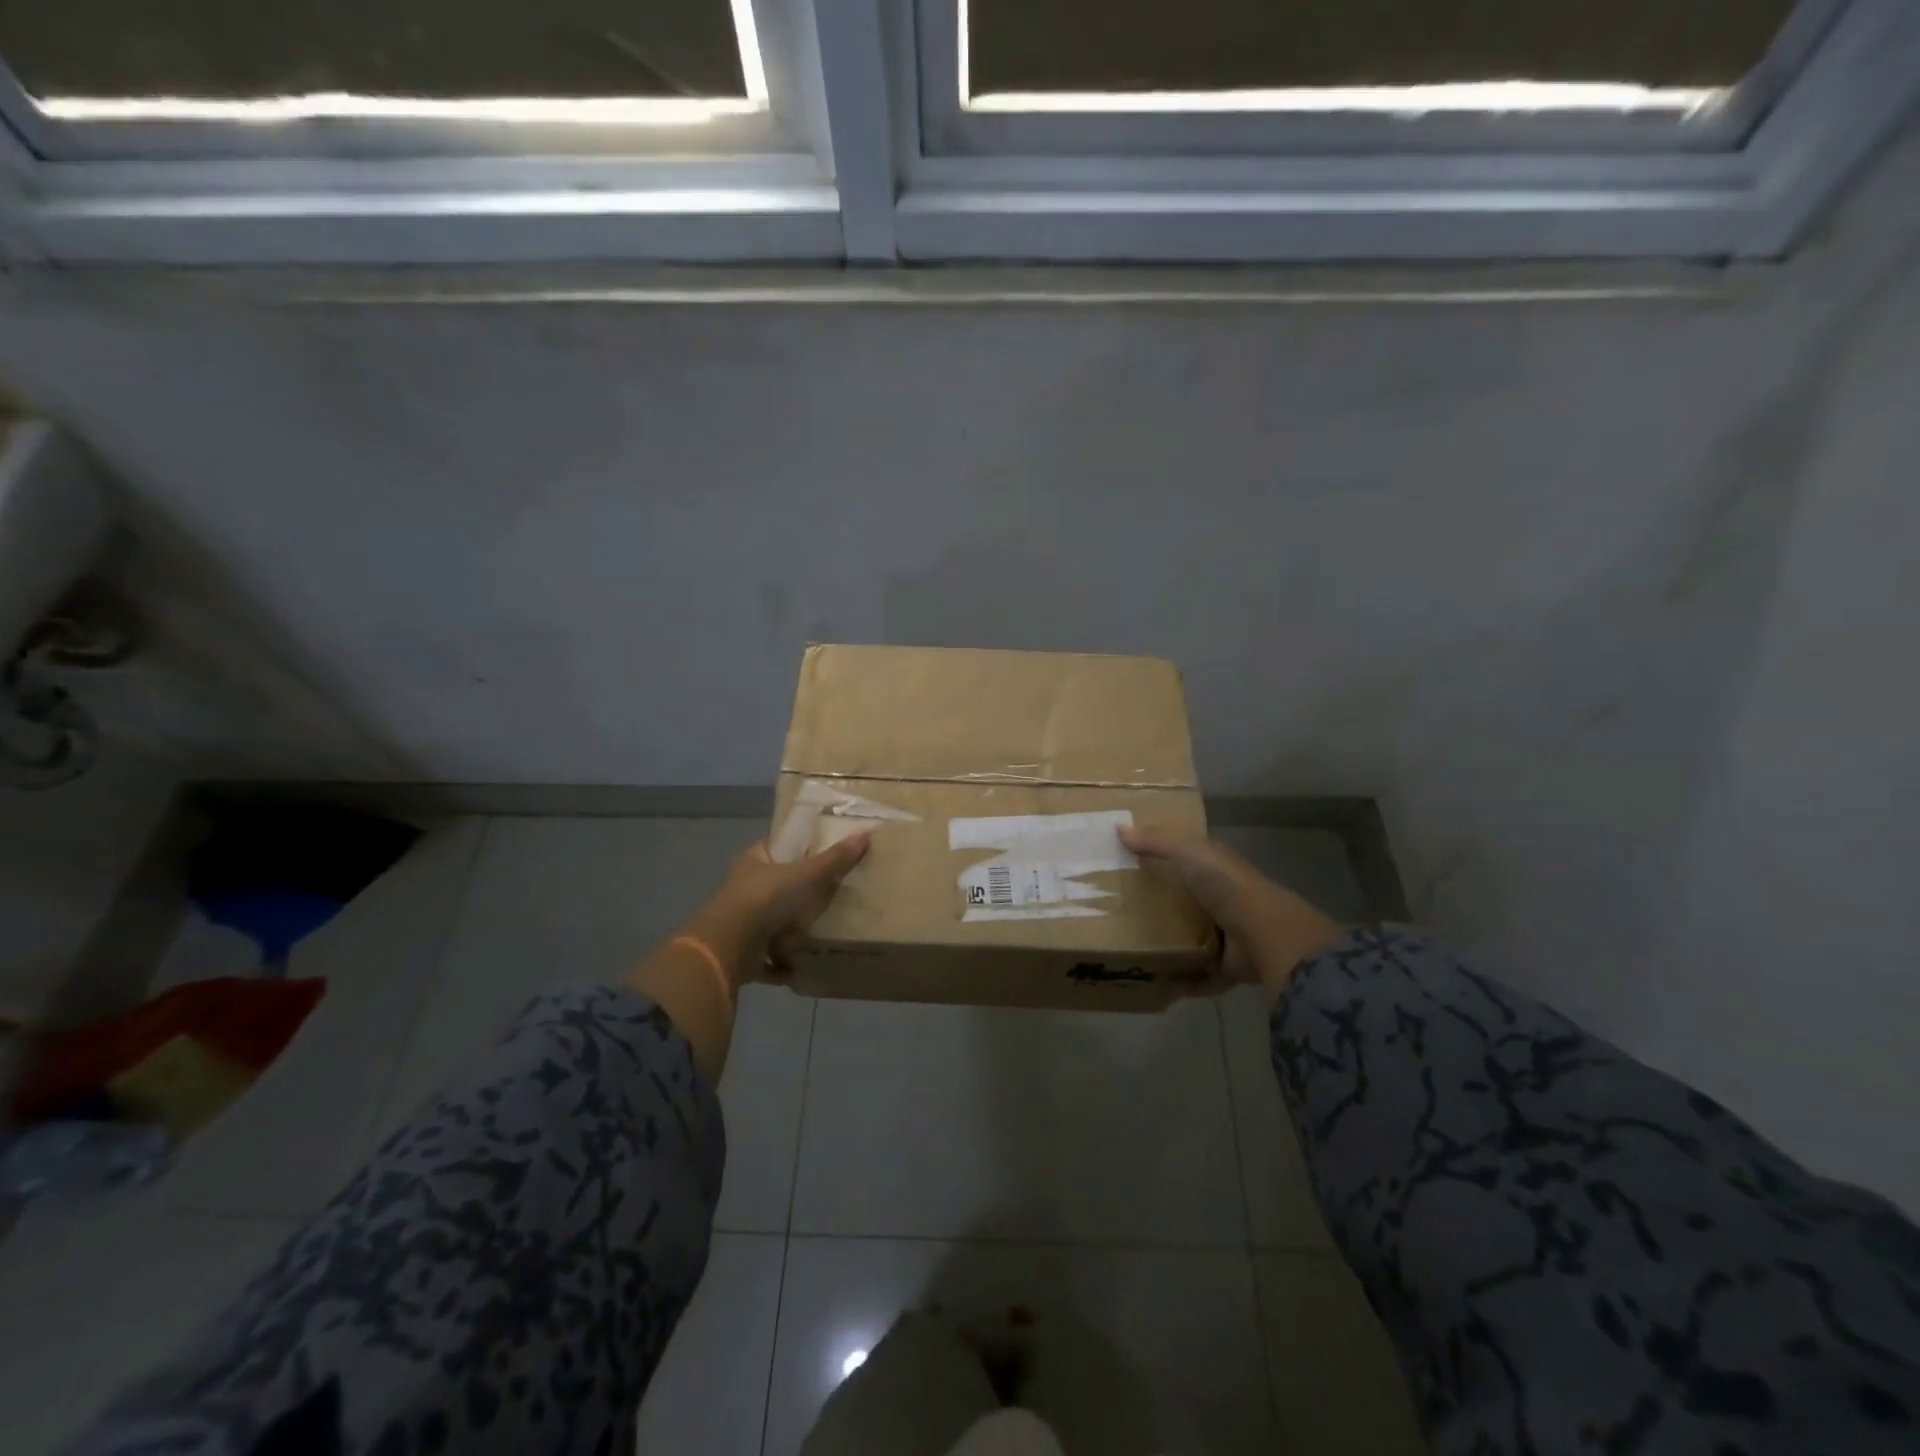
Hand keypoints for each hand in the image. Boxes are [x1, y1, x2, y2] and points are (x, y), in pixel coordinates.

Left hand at [684, 834, 872, 987]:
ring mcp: (740, 922)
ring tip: (821, 931)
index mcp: (754, 861)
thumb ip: (835, 859)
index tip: (822, 853)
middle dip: (798, 892)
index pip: (777, 847)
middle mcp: (744, 888)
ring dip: (790, 930)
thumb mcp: (806, 875)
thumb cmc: (765, 900)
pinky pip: (768, 957)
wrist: (726, 948)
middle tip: (831, 894)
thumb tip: (866, 832)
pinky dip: (783, 963)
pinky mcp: (742, 953)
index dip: (797, 848)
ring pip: (771, 921)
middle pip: (776, 885)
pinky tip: (803, 966)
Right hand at [1119, 828, 1344, 996]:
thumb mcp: (1188, 852)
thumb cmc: (1226, 885)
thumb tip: (1119, 828)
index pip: (1188, 860)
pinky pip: (1199, 975)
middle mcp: (1224, 901)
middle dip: (1160, 906)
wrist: (1265, 934)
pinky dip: (1182, 981)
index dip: (1164, 859)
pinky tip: (1156, 981)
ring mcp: (1228, 936)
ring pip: (1193, 938)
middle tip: (1121, 910)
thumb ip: (1156, 841)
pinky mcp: (1228, 968)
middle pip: (1187, 901)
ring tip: (1132, 947)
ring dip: (1170, 944)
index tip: (1131, 864)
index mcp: (1217, 870)